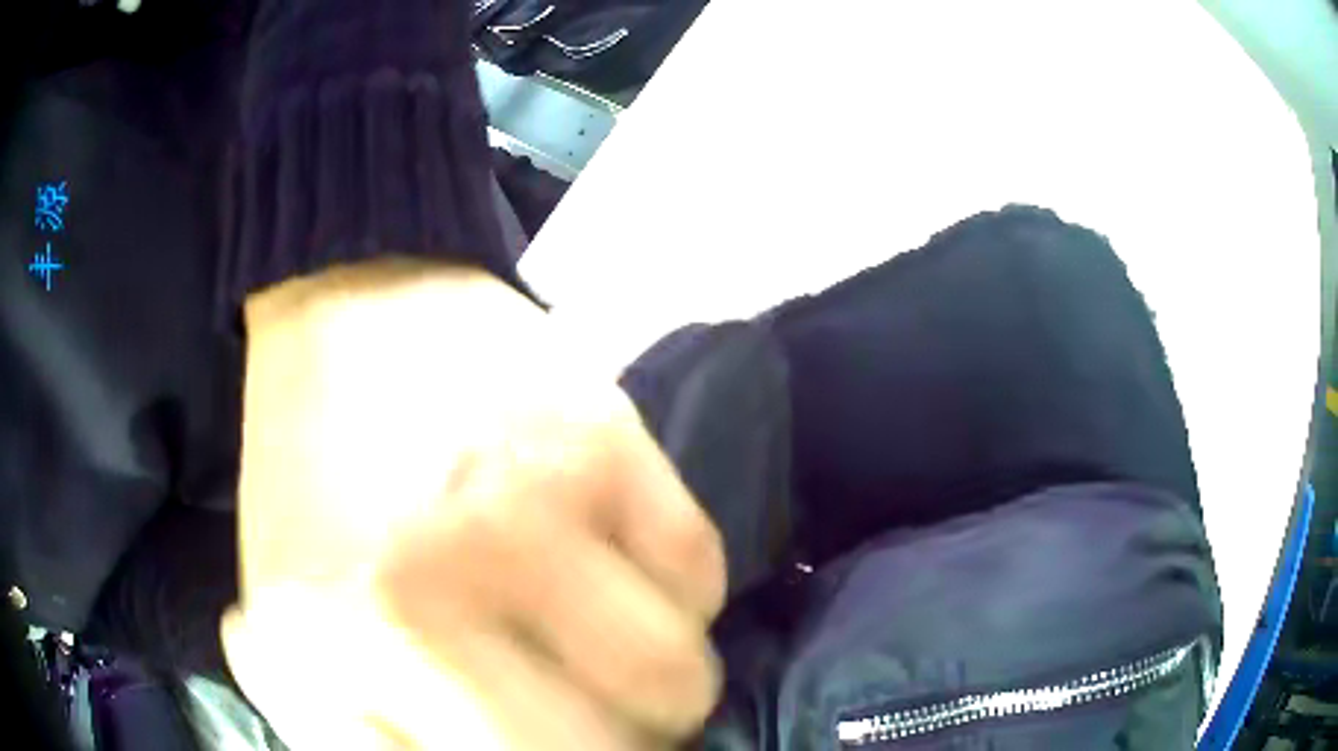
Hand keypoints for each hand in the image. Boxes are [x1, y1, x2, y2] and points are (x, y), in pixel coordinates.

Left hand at [222, 260, 726, 749]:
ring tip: (623, 665)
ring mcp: (533, 511)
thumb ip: (351, 729)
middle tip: (595, 732)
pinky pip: (700, 576)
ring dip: (663, 695)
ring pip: (675, 679)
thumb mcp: (282, 623)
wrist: (345, 308)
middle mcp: (434, 593)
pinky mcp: (606, 441)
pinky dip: (682, 602)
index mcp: (340, 648)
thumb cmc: (309, 478)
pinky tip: (634, 578)